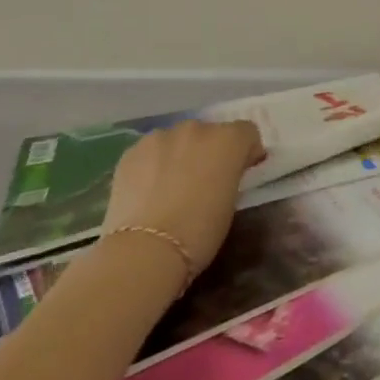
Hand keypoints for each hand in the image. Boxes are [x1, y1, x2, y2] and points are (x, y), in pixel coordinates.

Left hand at [101, 120, 263, 276]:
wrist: (144, 250)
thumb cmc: (199, 232)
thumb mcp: (230, 203)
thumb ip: (230, 177)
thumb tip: (223, 174)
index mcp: (228, 140)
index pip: (247, 132)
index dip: (246, 151)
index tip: (241, 171)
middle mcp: (198, 129)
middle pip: (210, 133)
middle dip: (210, 152)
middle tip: (203, 181)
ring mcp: (162, 137)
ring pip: (178, 140)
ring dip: (180, 155)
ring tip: (170, 186)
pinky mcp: (132, 151)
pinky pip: (151, 151)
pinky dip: (153, 164)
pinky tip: (147, 190)